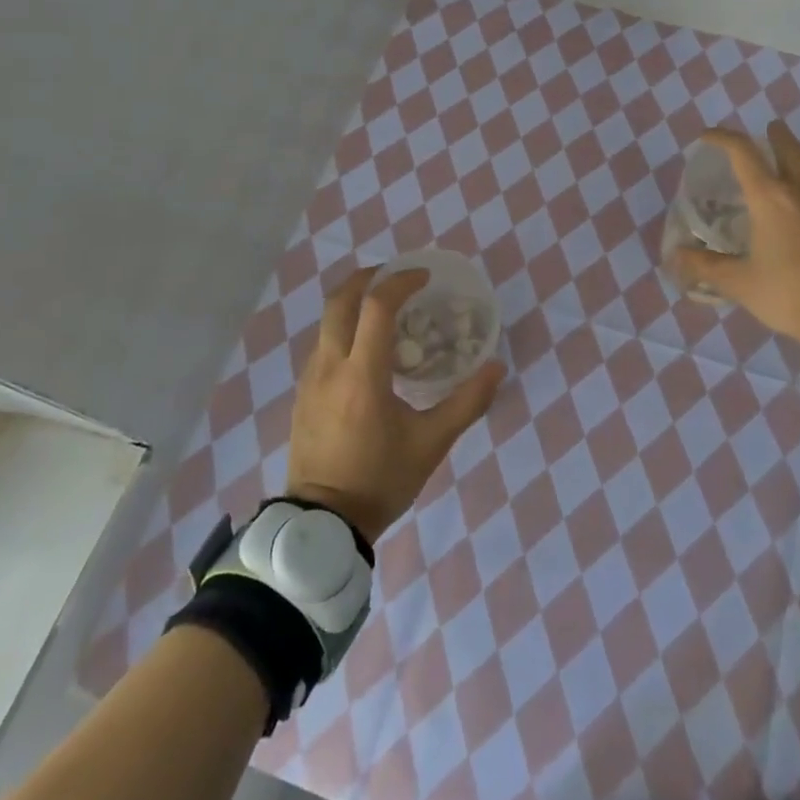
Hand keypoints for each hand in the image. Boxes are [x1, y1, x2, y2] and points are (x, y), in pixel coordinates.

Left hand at [285, 267, 505, 541]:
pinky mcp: (302, 392)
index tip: (424, 276)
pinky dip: (343, 326)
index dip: (400, 282)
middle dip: (367, 277)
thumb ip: (466, 403)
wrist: (322, 524)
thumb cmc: (380, 481)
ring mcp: (310, 378)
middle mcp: (330, 366)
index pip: (376, 307)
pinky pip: (322, 342)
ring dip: (353, 301)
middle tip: (396, 275)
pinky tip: (365, 345)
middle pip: (339, 300)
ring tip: (385, 306)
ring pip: (327, 321)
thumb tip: (496, 367)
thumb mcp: (430, 445)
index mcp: (362, 375)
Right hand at [674, 121, 799, 343]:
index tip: (707, 136)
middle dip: (775, 135)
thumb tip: (676, 255)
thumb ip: (706, 266)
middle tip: (767, 131)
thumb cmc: (791, 293)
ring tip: (799, 159)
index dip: (722, 138)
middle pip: (790, 148)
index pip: (743, 153)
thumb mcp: (741, 284)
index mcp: (770, 199)